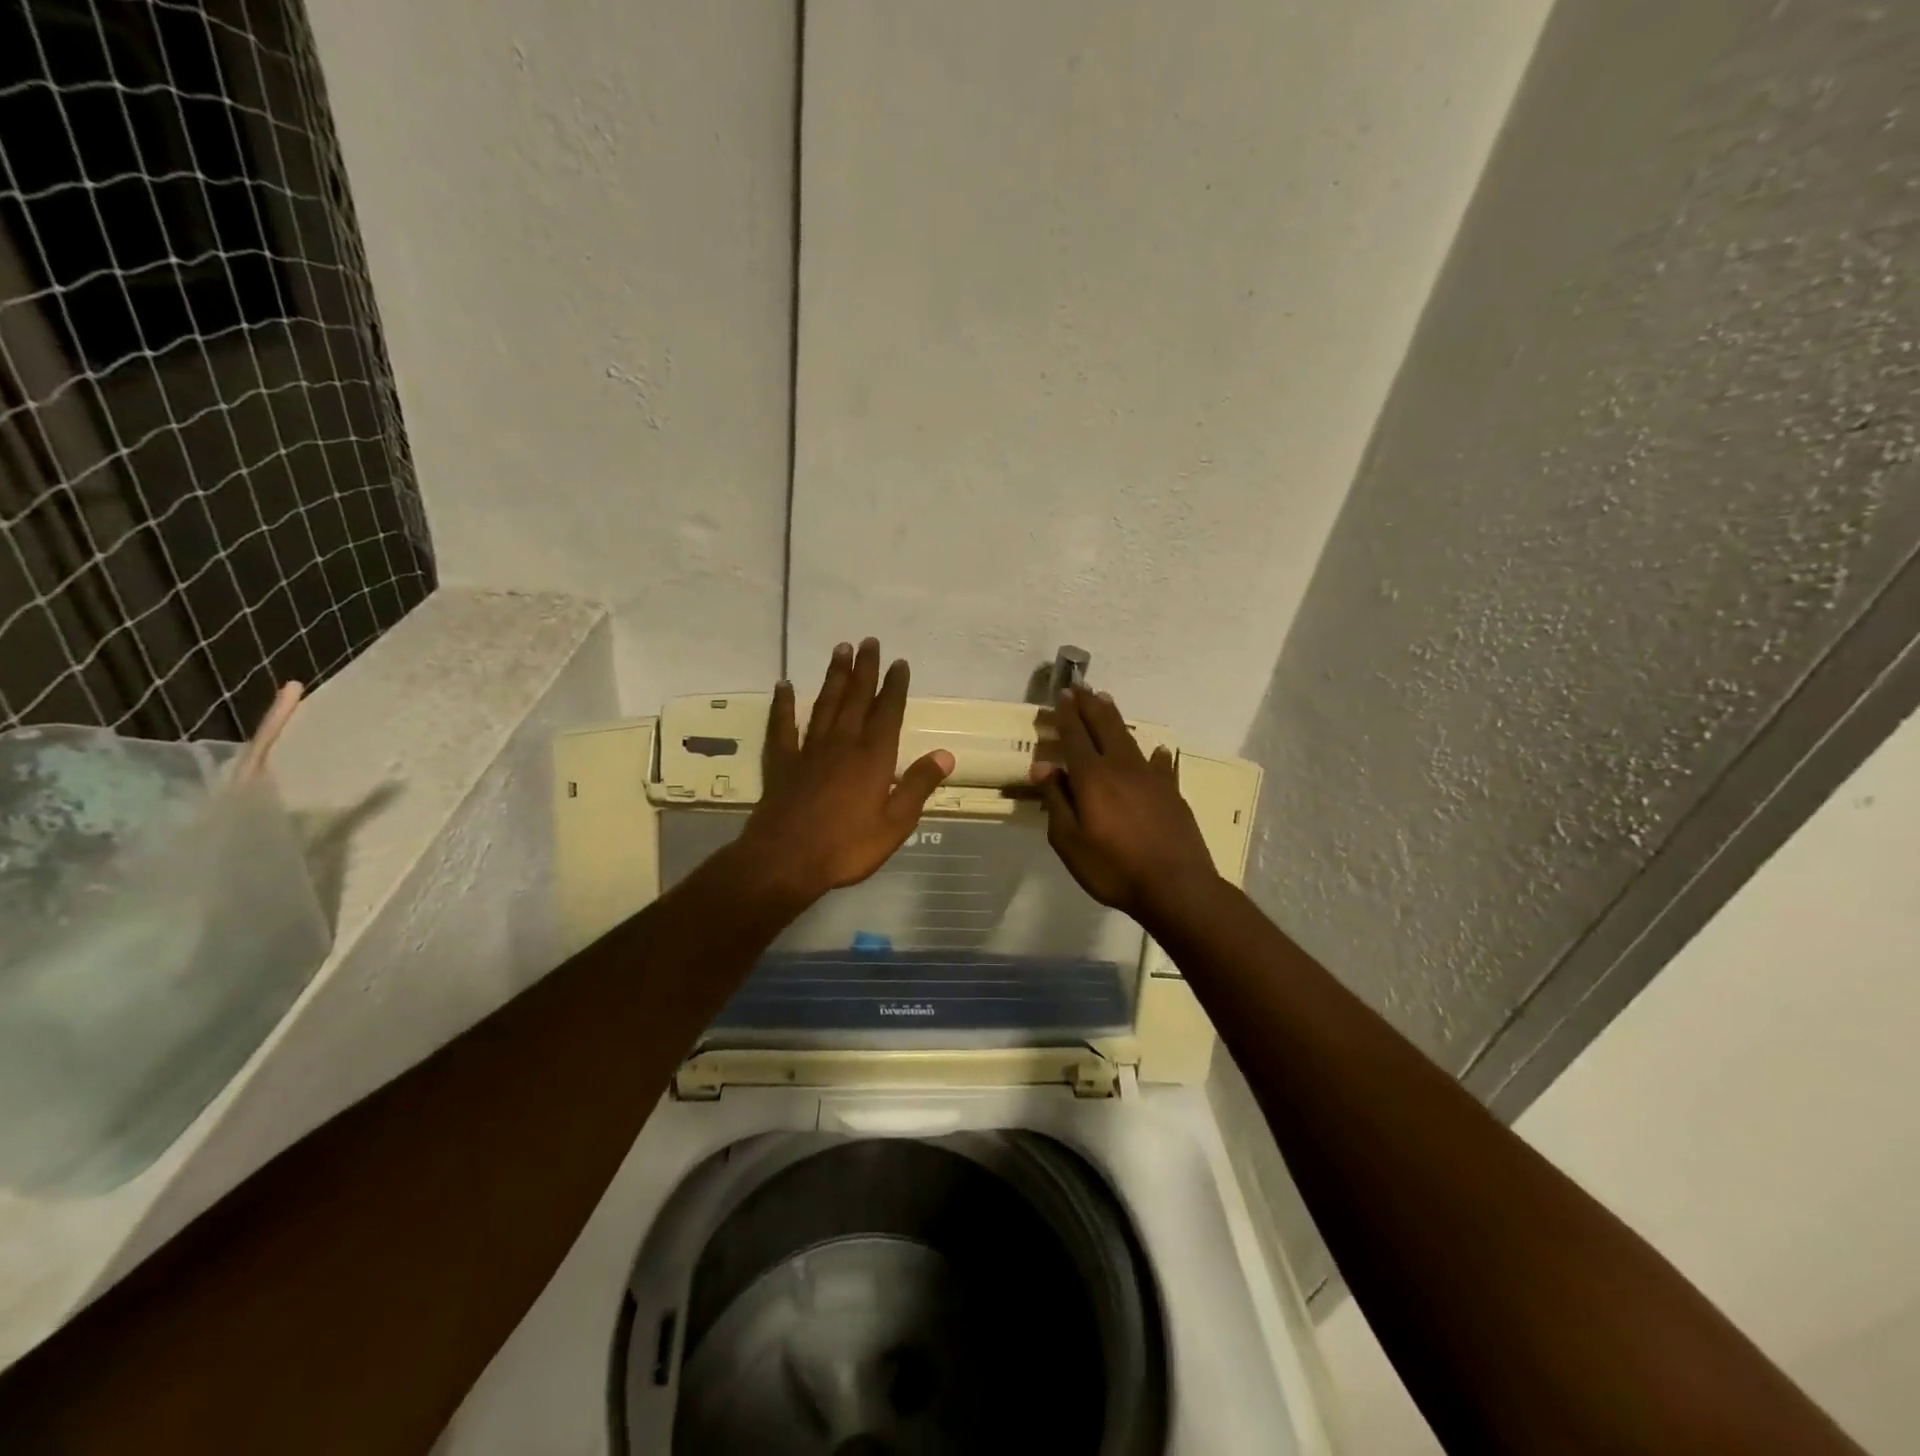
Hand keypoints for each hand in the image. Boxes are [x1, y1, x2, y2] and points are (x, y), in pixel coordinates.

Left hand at [737, 638, 954, 907]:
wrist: (786, 861)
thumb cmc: (847, 847)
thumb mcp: (896, 824)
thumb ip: (918, 786)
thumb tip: (945, 754)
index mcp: (873, 758)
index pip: (888, 712)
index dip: (895, 686)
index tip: (899, 662)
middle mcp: (842, 744)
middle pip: (856, 698)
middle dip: (865, 669)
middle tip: (869, 641)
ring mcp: (809, 750)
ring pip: (824, 704)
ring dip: (834, 677)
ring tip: (840, 650)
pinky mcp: (783, 763)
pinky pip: (783, 726)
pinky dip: (784, 705)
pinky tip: (784, 686)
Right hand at [1032, 686, 1219, 922]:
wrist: (1176, 886)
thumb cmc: (1113, 868)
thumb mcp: (1069, 841)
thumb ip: (1056, 801)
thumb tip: (1044, 766)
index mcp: (1092, 777)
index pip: (1075, 736)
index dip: (1067, 714)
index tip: (1062, 694)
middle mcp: (1121, 767)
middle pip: (1104, 726)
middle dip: (1090, 705)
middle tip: (1081, 687)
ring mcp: (1151, 778)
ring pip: (1130, 739)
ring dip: (1115, 719)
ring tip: (1107, 702)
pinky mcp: (1172, 792)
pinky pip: (1160, 765)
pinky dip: (1154, 755)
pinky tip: (1157, 751)